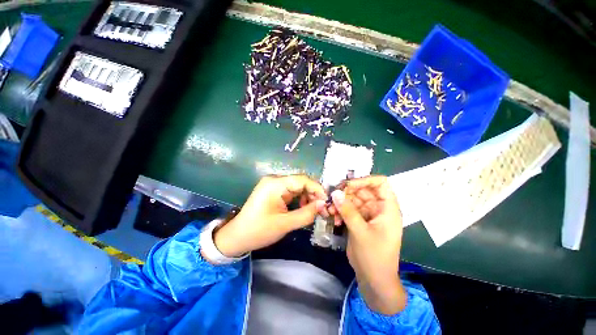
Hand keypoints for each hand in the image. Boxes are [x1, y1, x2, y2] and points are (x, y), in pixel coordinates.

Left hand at [212, 175, 326, 258]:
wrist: (237, 237)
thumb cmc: (259, 231)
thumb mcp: (285, 224)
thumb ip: (306, 213)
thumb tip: (323, 204)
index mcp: (275, 184)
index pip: (302, 180)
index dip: (317, 189)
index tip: (327, 202)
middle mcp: (274, 180)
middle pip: (300, 182)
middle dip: (313, 194)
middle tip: (323, 208)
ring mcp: (273, 185)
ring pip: (297, 187)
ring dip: (307, 197)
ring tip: (314, 210)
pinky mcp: (273, 191)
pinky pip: (291, 191)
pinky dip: (300, 199)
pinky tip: (304, 208)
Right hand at [330, 176, 406, 314]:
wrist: (374, 280)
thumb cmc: (374, 256)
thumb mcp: (360, 232)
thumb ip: (347, 211)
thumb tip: (335, 192)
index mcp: (388, 208)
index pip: (380, 183)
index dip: (365, 180)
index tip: (347, 185)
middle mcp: (379, 208)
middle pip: (362, 190)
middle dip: (347, 193)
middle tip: (332, 197)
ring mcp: (368, 214)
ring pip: (353, 199)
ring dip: (341, 203)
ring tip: (330, 210)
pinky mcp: (360, 220)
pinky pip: (349, 209)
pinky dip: (341, 211)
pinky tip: (335, 218)